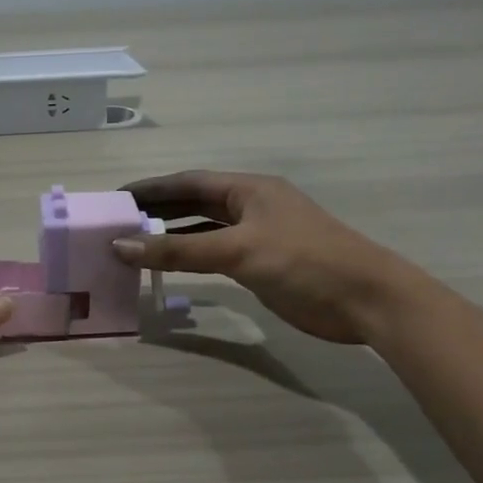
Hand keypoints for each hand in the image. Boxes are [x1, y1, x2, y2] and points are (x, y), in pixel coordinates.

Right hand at [113, 171, 423, 344]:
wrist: (367, 301)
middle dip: (156, 210)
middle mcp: (250, 206)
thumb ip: (178, 249)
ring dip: (171, 235)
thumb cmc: (304, 262)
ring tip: (132, 243)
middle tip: (116, 221)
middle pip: (194, 203)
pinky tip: (168, 266)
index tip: (115, 197)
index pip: (188, 182)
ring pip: (203, 229)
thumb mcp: (237, 252)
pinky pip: (214, 254)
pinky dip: (190, 257)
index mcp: (248, 189)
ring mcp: (257, 236)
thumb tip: (121, 245)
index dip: (151, 188)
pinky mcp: (262, 264)